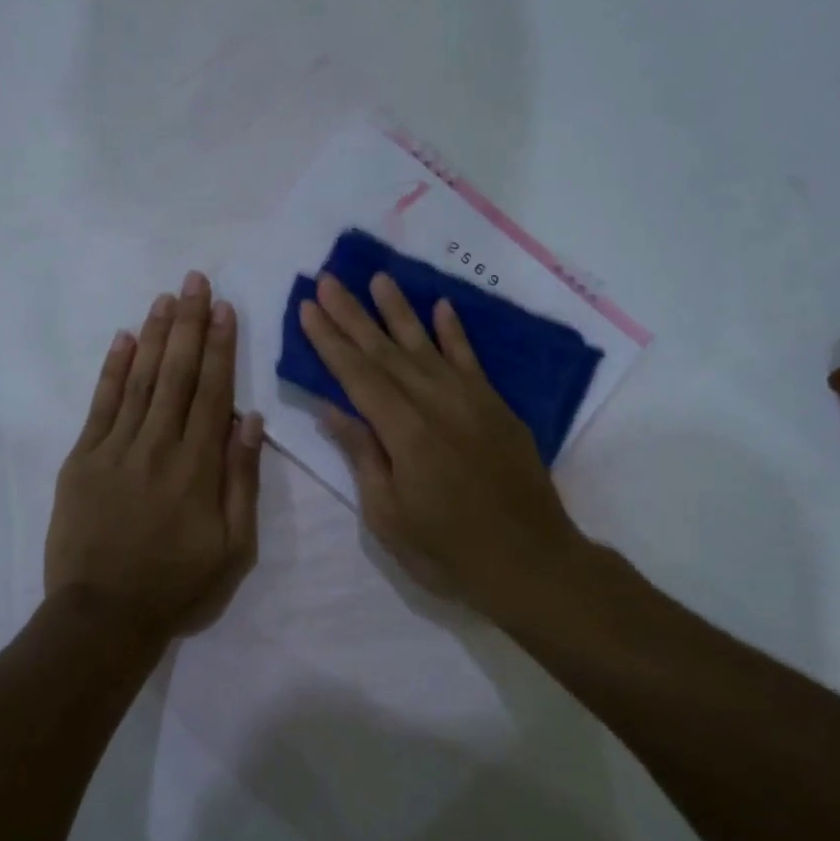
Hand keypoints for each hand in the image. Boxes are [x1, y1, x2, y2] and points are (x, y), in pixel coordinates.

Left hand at [45, 271, 264, 644]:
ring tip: (166, 298)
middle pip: (177, 374)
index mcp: (198, 467)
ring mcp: (115, 449)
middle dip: (189, 324)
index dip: (221, 347)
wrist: (103, 617)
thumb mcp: (234, 547)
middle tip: (196, 280)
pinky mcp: (82, 460)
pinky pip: (100, 405)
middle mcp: (158, 446)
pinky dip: (113, 370)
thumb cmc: (177, 586)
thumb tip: (249, 420)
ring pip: (140, 380)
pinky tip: (124, 340)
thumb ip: (242, 480)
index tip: (225, 308)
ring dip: (155, 336)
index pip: (213, 392)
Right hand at [298, 272, 581, 621]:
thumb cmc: (448, 550)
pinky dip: (455, 333)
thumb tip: (333, 408)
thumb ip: (363, 455)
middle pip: (386, 352)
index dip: (330, 341)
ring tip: (378, 278)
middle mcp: (436, 404)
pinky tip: (441, 307)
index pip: (357, 375)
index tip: (308, 308)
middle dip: (353, 315)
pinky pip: (471, 360)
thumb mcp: (389, 515)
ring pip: (426, 346)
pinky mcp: (496, 408)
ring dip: (399, 311)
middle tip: (328, 280)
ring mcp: (471, 402)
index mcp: (405, 432)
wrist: (531, 562)